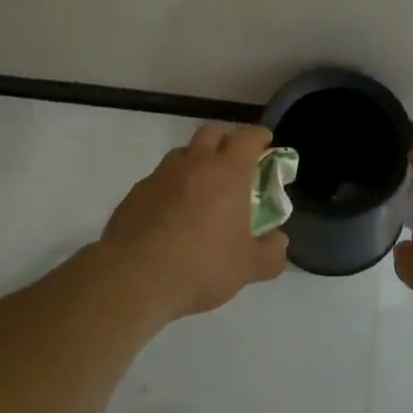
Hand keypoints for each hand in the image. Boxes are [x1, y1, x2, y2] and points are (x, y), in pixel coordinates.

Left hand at [103, 123, 287, 320]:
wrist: (133, 279)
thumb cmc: (200, 266)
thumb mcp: (248, 268)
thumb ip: (271, 253)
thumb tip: (278, 242)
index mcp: (228, 172)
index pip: (248, 137)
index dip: (259, 137)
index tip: (265, 145)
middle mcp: (194, 164)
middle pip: (212, 133)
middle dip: (225, 142)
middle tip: (233, 165)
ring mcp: (161, 176)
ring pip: (182, 154)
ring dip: (196, 162)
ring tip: (201, 190)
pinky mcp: (135, 193)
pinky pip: (159, 179)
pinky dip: (170, 187)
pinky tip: (170, 215)